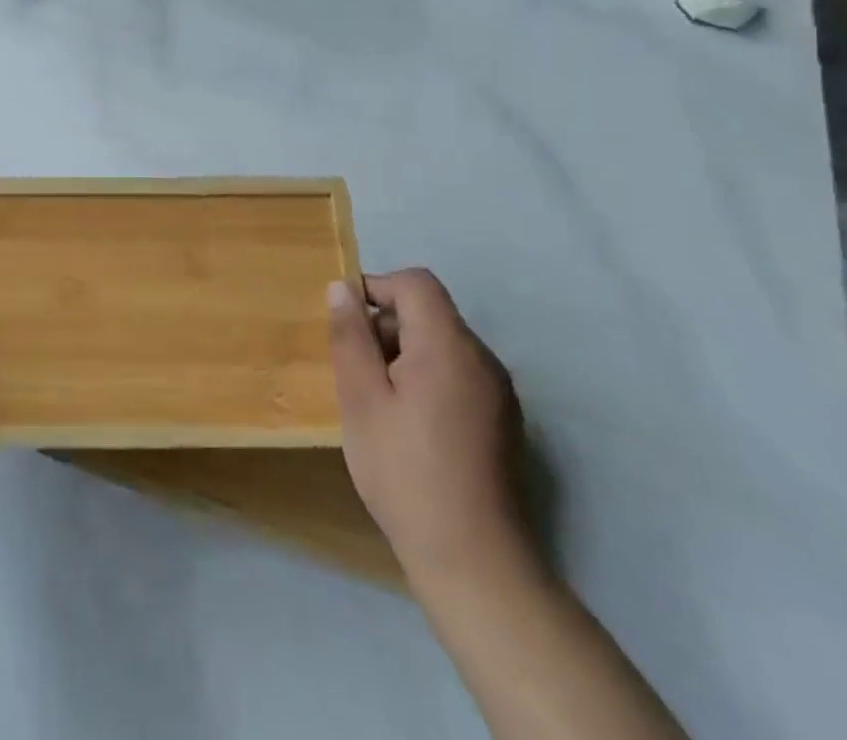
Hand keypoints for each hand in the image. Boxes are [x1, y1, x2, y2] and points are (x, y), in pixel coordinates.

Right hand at [327, 269, 537, 593]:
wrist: (474, 562)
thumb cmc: (405, 471)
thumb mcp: (360, 399)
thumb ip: (350, 336)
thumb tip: (341, 288)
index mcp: (449, 345)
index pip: (416, 283)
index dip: (377, 287)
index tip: (347, 322)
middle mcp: (482, 359)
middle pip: (431, 313)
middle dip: (387, 326)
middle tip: (355, 370)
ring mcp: (499, 393)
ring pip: (444, 346)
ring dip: (405, 355)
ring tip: (378, 401)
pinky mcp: (505, 423)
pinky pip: (459, 376)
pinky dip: (428, 380)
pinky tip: (409, 426)